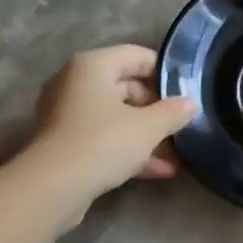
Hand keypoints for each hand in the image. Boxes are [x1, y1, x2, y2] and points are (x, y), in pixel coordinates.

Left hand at [30, 45, 196, 200]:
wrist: (53, 187)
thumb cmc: (103, 142)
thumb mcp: (148, 127)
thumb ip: (173, 112)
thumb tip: (190, 103)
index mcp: (92, 66)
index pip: (137, 55)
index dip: (165, 71)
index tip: (188, 91)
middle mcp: (75, 83)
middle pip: (126, 87)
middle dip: (157, 109)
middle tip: (182, 125)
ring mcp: (67, 114)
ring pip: (116, 116)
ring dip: (146, 134)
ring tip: (176, 153)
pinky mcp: (65, 144)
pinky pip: (104, 138)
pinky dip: (128, 150)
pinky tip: (158, 170)